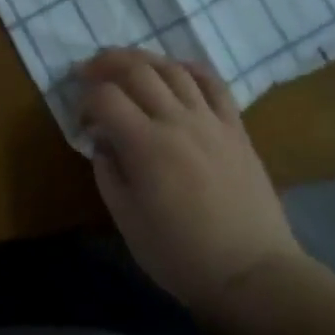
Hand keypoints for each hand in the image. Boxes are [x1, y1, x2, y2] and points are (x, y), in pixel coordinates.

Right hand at [78, 48, 308, 321]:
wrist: (252, 274)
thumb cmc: (182, 255)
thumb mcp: (128, 222)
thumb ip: (108, 173)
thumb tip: (102, 141)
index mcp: (145, 145)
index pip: (105, 97)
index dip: (85, 101)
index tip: (82, 121)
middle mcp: (176, 120)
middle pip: (136, 69)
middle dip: (106, 63)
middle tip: (90, 73)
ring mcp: (210, 120)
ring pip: (172, 68)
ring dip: (143, 59)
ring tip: (127, 67)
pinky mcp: (235, 127)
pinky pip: (213, 83)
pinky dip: (190, 68)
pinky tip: (176, 71)